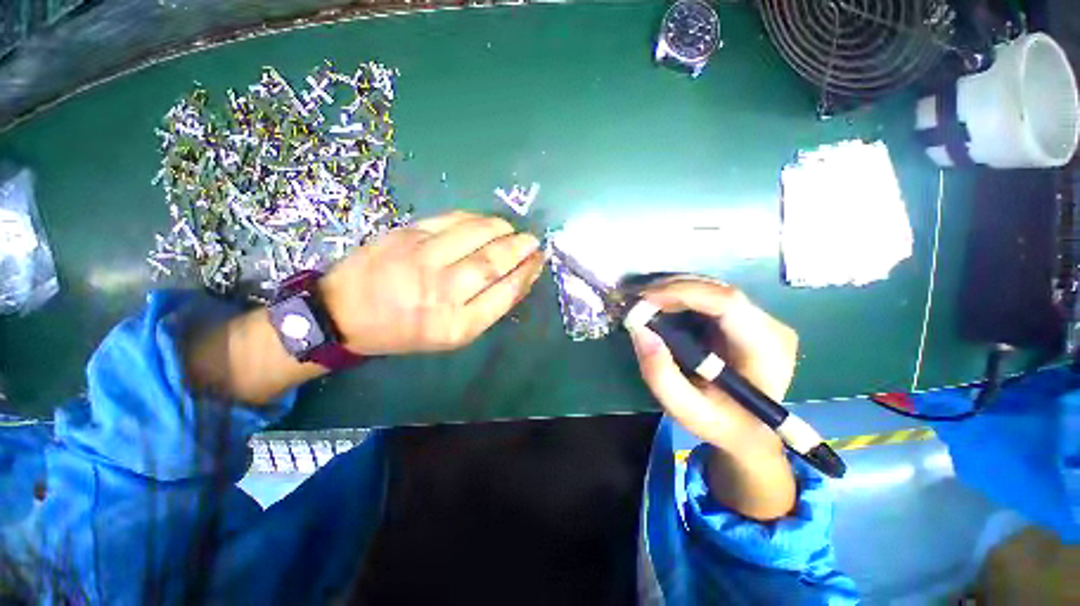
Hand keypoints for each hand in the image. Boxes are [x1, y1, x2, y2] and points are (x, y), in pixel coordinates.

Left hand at [320, 211, 544, 355]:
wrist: (345, 313)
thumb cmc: (405, 330)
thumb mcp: (451, 335)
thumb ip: (487, 308)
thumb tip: (518, 279)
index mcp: (457, 325)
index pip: (505, 292)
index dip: (527, 273)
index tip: (538, 261)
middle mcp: (443, 292)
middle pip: (494, 262)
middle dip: (520, 248)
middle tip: (532, 241)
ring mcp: (423, 259)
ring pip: (476, 236)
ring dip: (502, 229)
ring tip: (513, 230)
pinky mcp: (407, 235)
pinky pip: (452, 220)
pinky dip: (476, 218)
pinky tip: (486, 221)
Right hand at [626, 278, 798, 519]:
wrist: (751, 432)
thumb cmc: (721, 424)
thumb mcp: (685, 410)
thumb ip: (660, 374)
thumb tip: (639, 330)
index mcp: (765, 351)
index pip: (727, 304)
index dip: (683, 293)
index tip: (645, 299)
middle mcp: (772, 327)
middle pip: (719, 291)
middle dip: (673, 289)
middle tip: (639, 300)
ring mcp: (764, 320)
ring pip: (714, 289)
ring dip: (676, 290)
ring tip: (647, 302)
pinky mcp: (750, 319)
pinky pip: (712, 296)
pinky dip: (683, 296)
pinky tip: (664, 305)